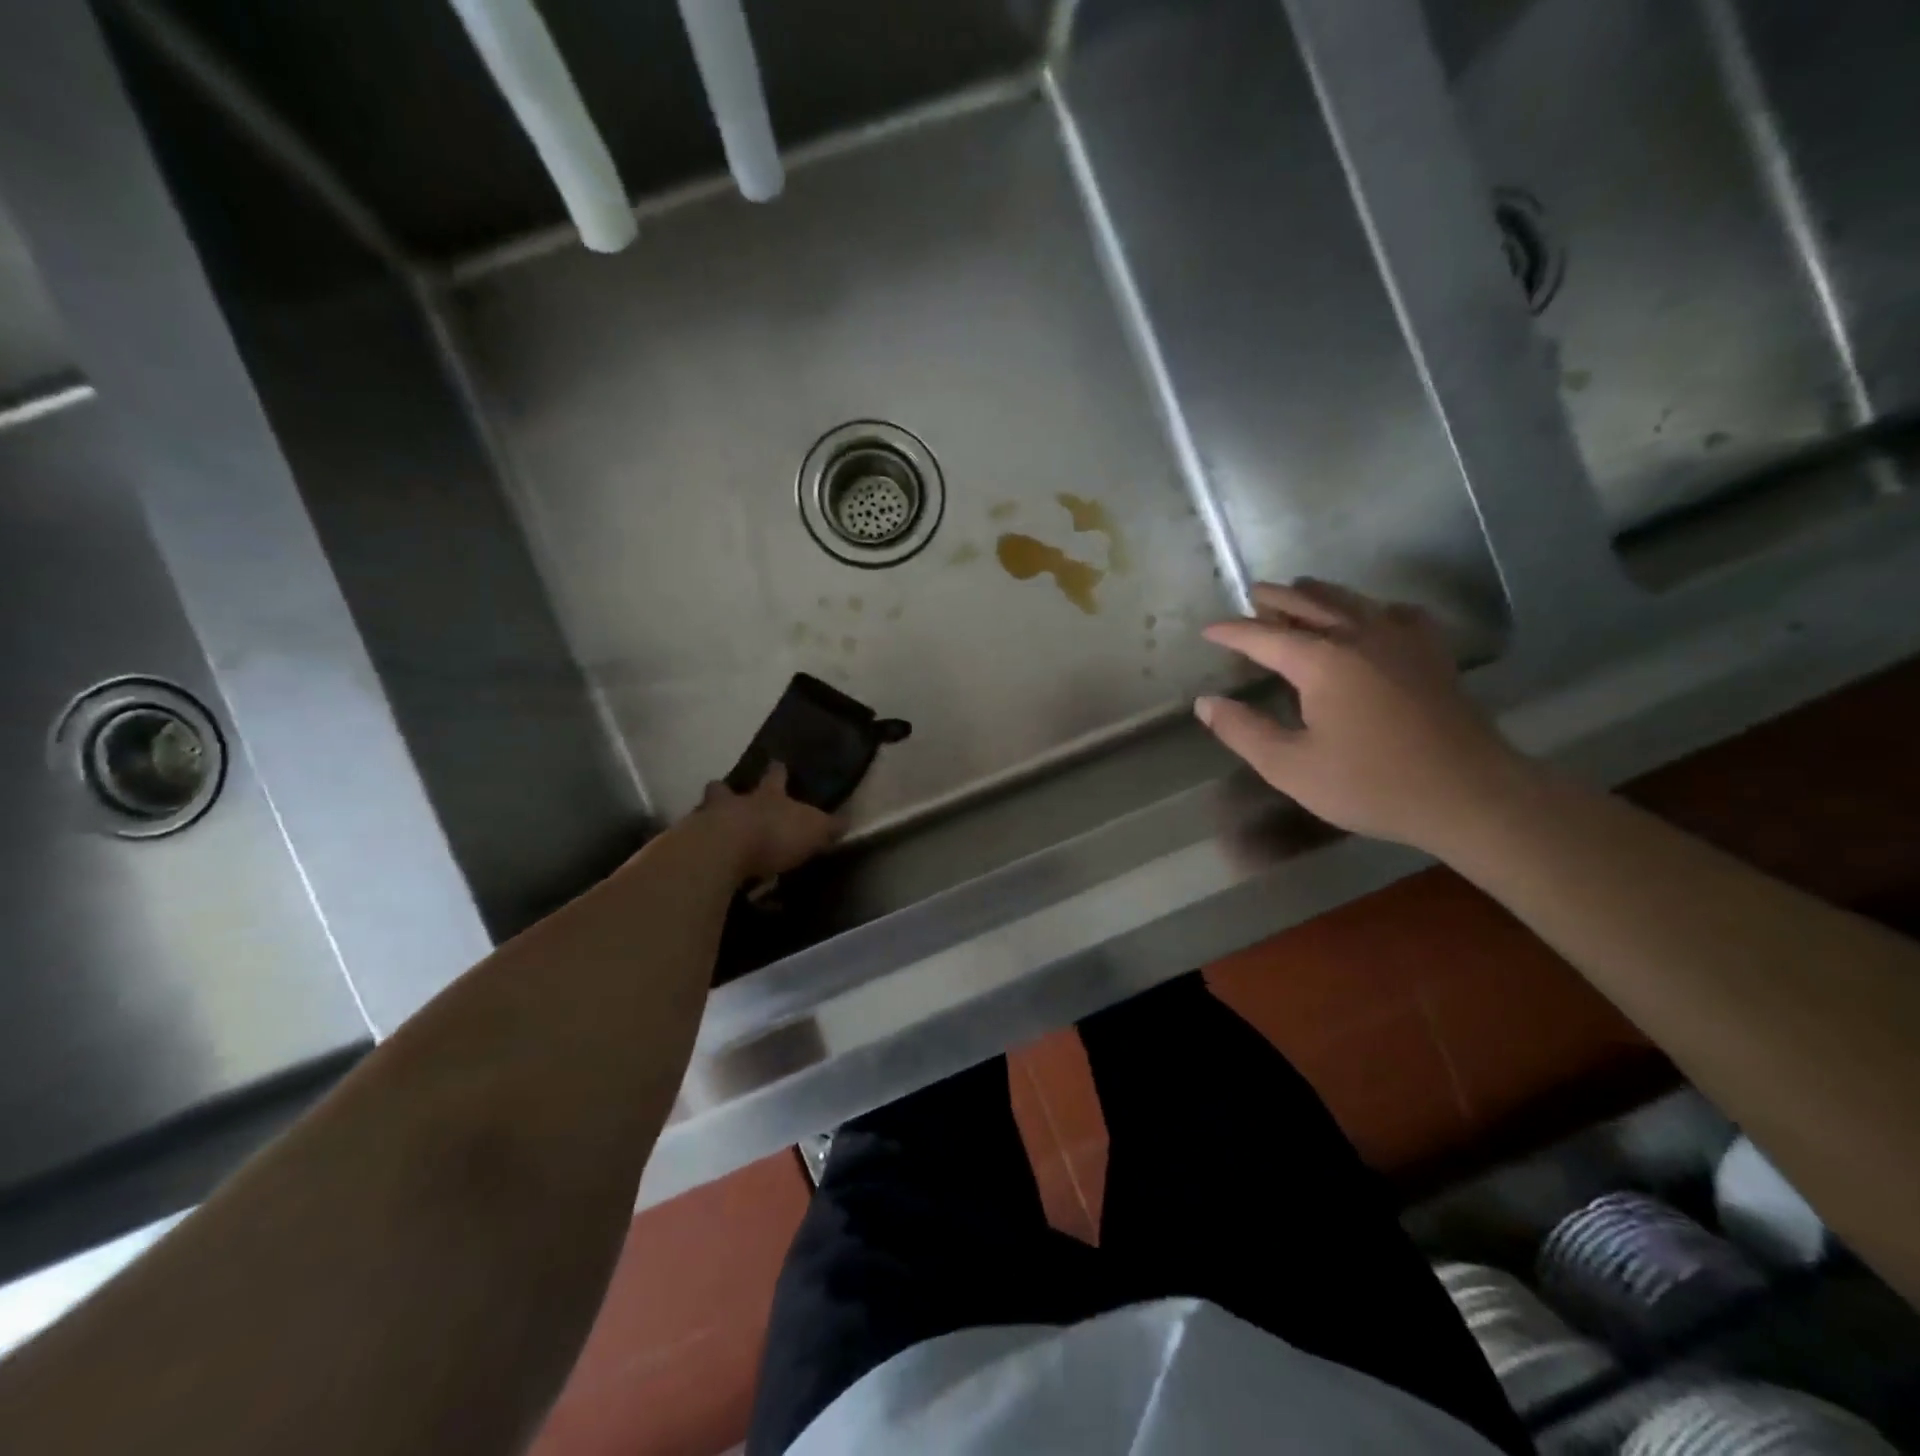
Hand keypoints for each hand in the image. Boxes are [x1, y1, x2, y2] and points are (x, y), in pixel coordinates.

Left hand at [695, 764, 843, 882]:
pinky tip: (701, 863)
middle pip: (725, 789)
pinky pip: (692, 845)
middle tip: (722, 790)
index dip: (777, 771)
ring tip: (708, 831)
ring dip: (706, 818)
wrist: (724, 850)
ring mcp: (706, 821)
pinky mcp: (689, 847)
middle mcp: (735, 802)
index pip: (775, 777)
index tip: (776, 762)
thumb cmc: (774, 834)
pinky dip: (696, 851)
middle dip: (724, 790)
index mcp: (768, 796)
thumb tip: (847, 821)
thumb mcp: (814, 831)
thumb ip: (828, 827)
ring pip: (703, 812)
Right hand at [1196, 580, 1534, 850]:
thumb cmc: (1371, 783)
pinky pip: (1398, 614)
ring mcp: (1402, 641)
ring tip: (1301, 589)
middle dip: (1278, 598)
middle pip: (1310, 604)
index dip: (1232, 632)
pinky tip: (1374, 615)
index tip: (1208, 630)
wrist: (1468, 794)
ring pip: (1353, 601)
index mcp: (1321, 662)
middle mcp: (1359, 637)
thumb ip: (1243, 732)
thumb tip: (1206, 703)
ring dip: (1321, 593)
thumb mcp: (1291, 767)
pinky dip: (1375, 607)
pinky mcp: (1432, 654)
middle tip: (1256, 593)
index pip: (1264, 637)